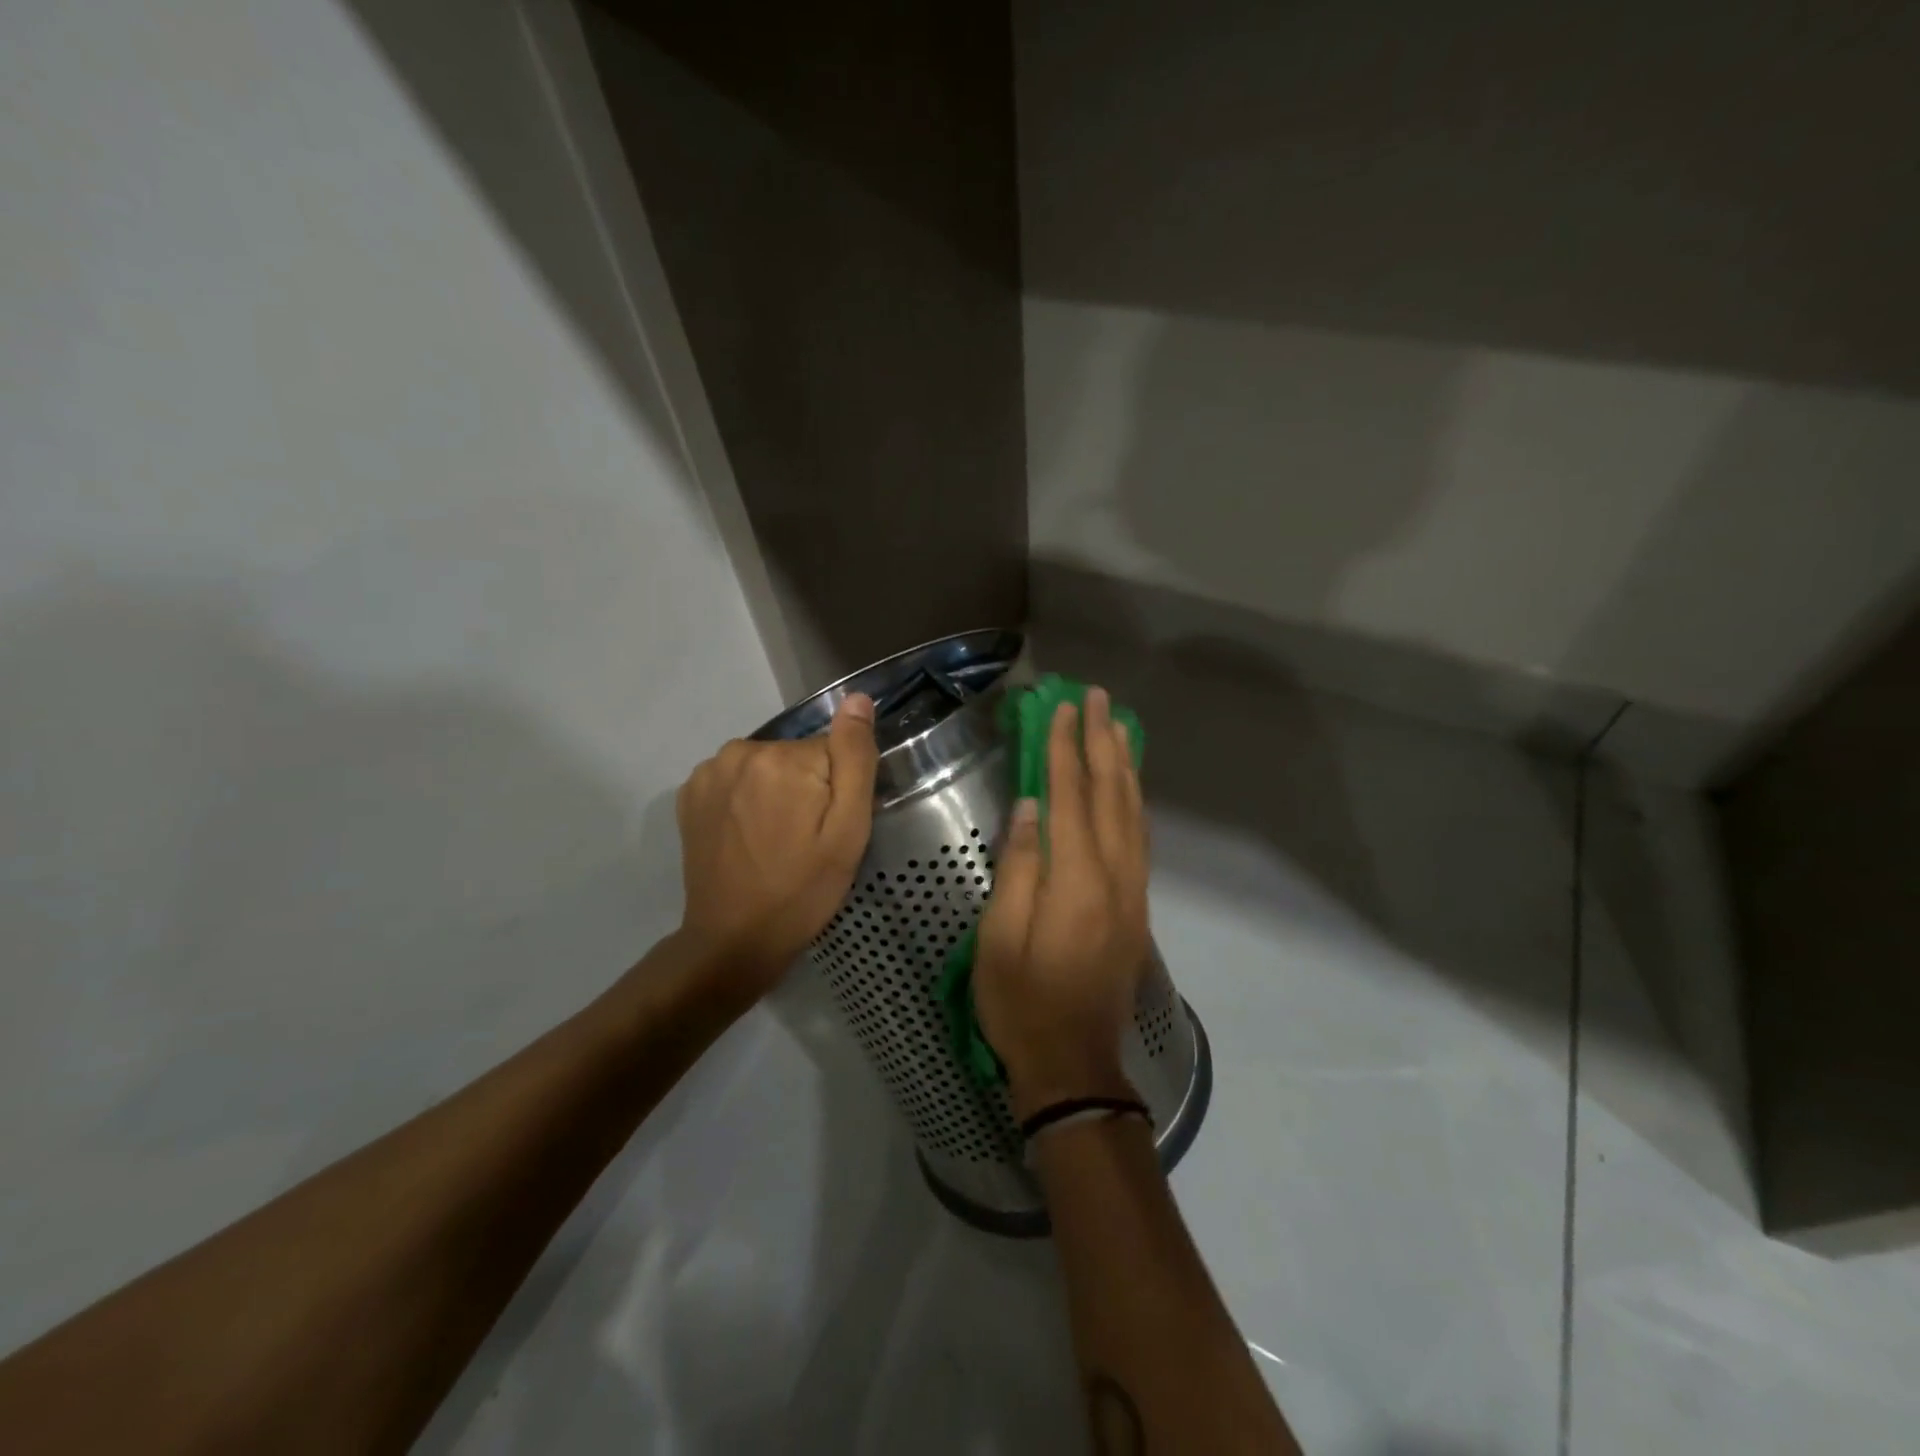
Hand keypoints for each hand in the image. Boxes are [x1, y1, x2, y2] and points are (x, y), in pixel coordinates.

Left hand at [674, 694, 878, 1000]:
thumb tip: (857, 699)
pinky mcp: (689, 794)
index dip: (837, 789)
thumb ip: (855, 757)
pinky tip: (748, 836)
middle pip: (796, 755)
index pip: (832, 751)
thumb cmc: (803, 888)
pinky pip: (735, 780)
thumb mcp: (848, 829)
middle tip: (806, 838)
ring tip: (776, 840)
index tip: (828, 827)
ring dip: (775, 791)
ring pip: (765, 766)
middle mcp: (739, 751)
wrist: (734, 939)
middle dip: (806, 788)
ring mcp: (708, 772)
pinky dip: (745, 799)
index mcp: (783, 757)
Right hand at [974, 687, 1150, 1118]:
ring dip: (1124, 765)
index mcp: (1076, 881)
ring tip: (1119, 726)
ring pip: (1133, 813)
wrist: (1075, 1063)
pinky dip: (1134, 801)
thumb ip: (1018, 868)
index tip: (1063, 708)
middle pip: (1111, 795)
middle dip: (1103, 742)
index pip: (1070, 797)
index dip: (1066, 749)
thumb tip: (1030, 808)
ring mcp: (1132, 891)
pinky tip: (1127, 787)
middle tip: (1099, 699)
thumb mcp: (999, 938)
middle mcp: (1114, 876)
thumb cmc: (1021, 1002)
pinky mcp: (1136, 906)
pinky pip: (1139, 837)